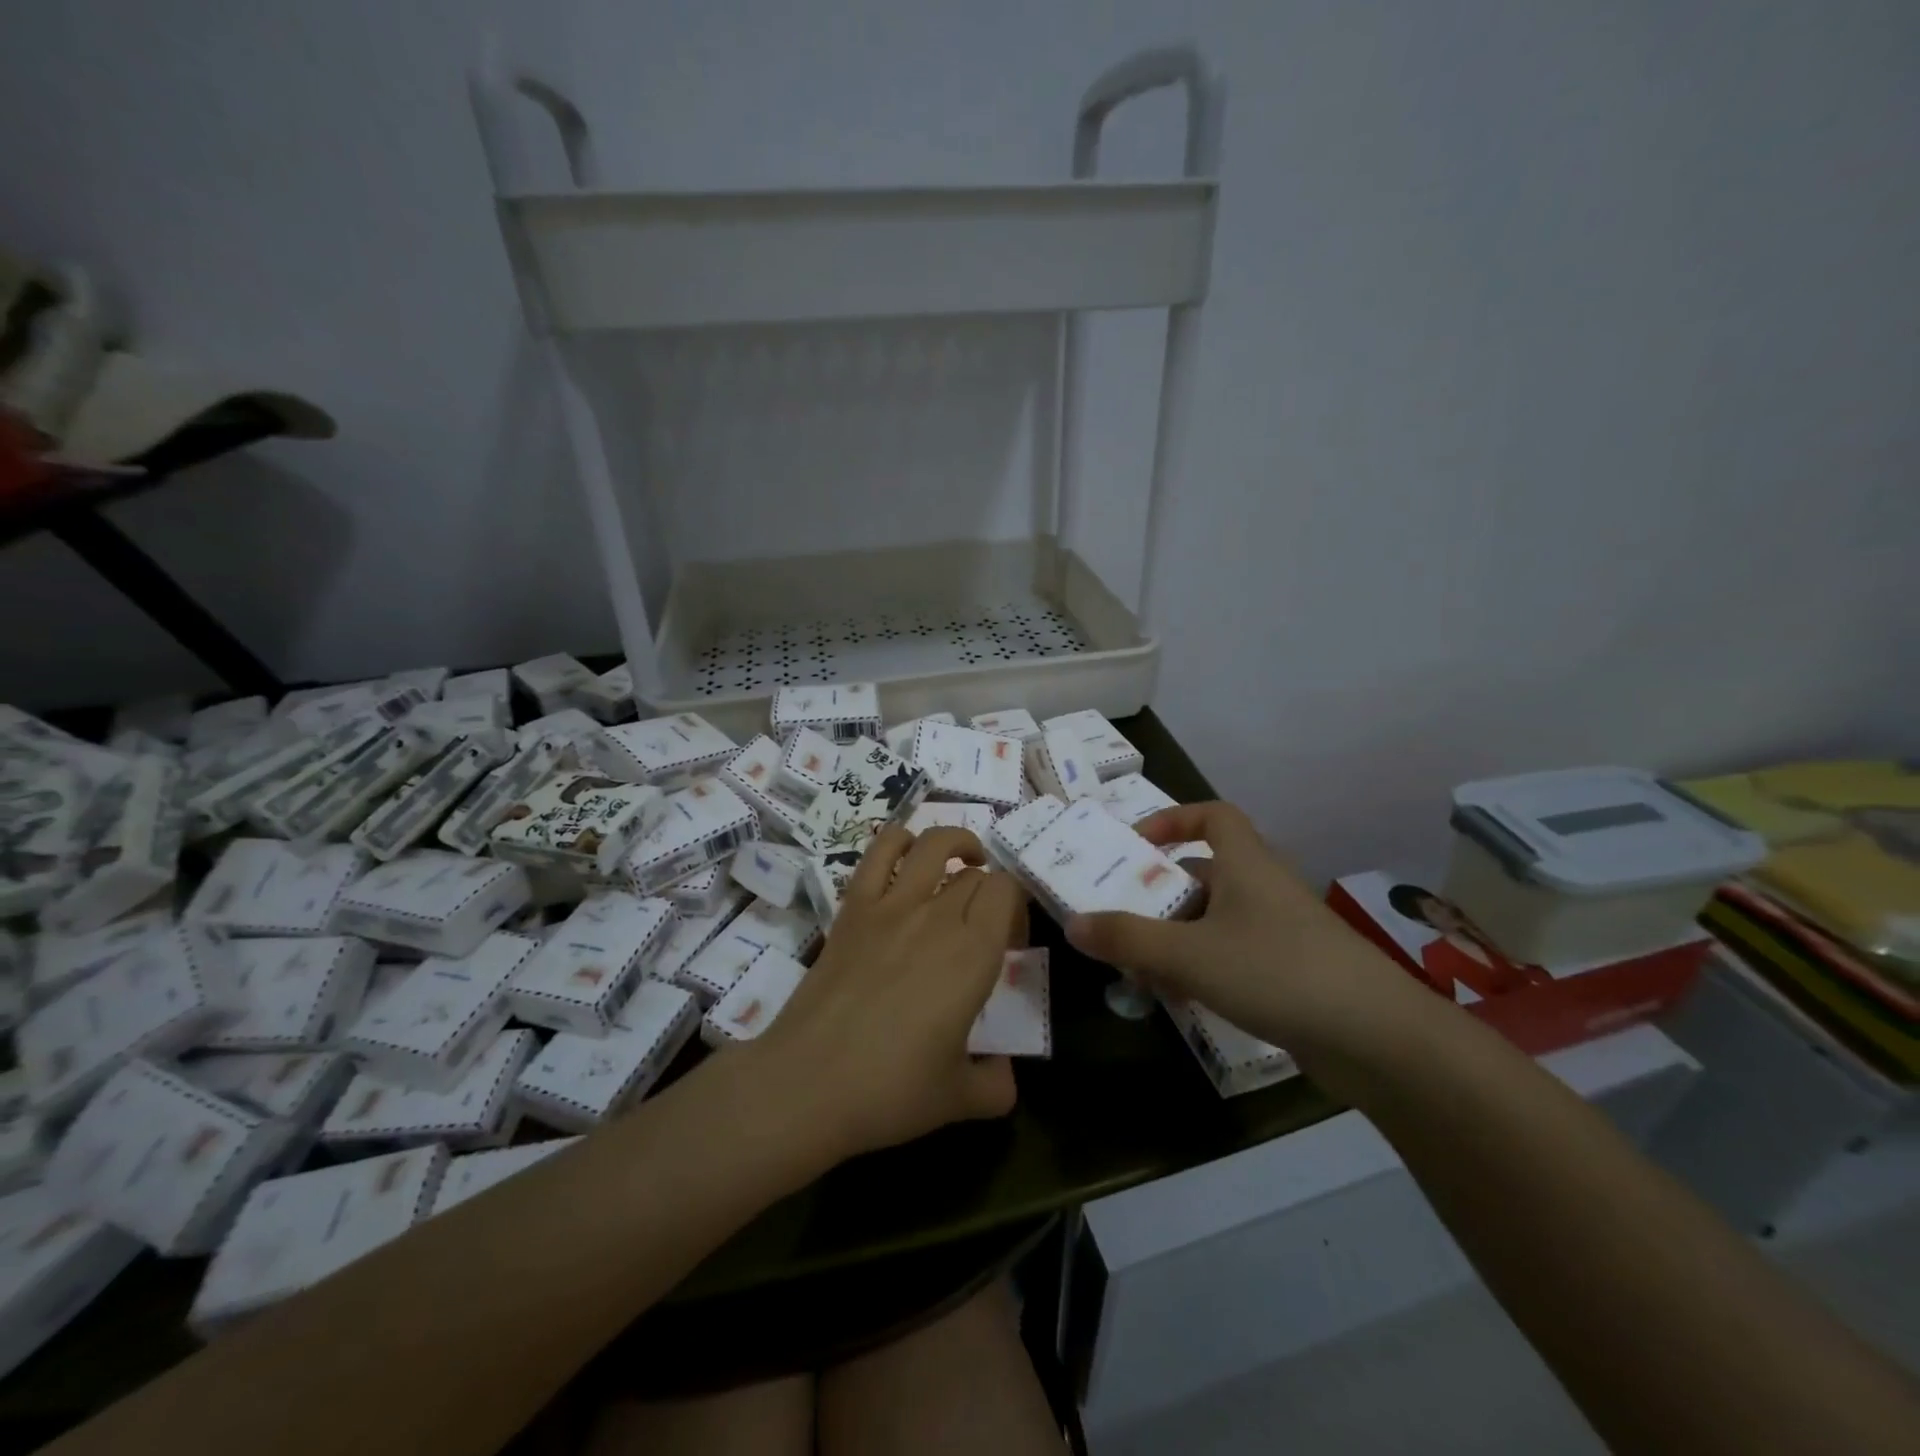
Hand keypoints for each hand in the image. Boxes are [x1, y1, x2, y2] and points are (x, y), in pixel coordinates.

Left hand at [753, 825, 1024, 1160]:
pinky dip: (900, 841)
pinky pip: (879, 852)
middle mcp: (938, 916)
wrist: (808, 1083)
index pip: (1008, 892)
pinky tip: (909, 857)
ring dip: (957, 844)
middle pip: (976, 875)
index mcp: (974, 954)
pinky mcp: (853, 907)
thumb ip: (996, 1084)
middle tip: (983, 927)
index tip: (1010, 940)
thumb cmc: (890, 1091)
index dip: (1016, 906)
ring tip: (962, 863)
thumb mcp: (959, 1099)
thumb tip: (1005, 1073)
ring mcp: (891, 905)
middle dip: (989, 892)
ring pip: (934, 845)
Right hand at [1065, 801, 1423, 1057]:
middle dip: (1162, 894)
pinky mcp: (1294, 973)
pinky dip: (1204, 968)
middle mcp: (1265, 889)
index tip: (1137, 844)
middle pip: (1207, 874)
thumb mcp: (1188, 954)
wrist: (1378, 1039)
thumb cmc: (1276, 972)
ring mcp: (1284, 933)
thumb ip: (1127, 939)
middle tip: (1122, 917)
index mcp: (1246, 864)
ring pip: (1218, 921)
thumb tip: (1073, 924)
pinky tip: (1181, 1000)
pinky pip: (1236, 956)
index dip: (1174, 819)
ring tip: (1139, 969)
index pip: (1214, 815)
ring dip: (1178, 938)